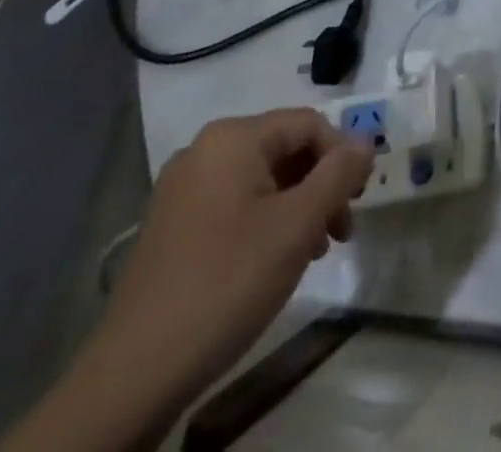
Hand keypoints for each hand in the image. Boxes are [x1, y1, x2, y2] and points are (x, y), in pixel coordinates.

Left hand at [96, 109, 372, 402]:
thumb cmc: (227, 282)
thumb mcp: (298, 225)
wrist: (133, 375)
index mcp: (233, 138)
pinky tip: (276, 260)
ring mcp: (183, 190)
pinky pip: (236, 204)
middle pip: (286, 149)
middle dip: (321, 185)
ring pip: (263, 179)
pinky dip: (267, 221)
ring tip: (315, 251)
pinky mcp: (173, 226)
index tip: (358, 201)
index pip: (309, 124)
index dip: (342, 156)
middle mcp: (205, 151)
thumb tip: (366, 141)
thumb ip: (339, 173)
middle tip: (341, 230)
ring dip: (298, 206)